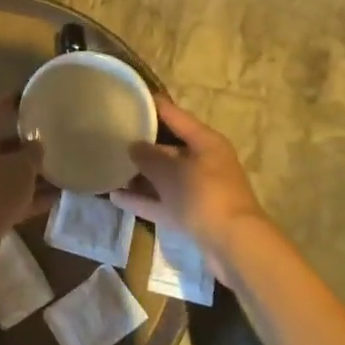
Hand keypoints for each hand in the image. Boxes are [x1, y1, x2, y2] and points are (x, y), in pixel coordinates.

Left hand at [0, 94, 49, 241]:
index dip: (16, 99)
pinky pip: (12, 195)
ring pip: (11, 171)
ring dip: (33, 173)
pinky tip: (56, 198)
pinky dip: (30, 196)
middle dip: (30, 142)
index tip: (33, 94)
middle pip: (6, 142)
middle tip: (55, 138)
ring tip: (62, 170)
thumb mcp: (22, 166)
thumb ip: (33, 153)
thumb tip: (37, 146)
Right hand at [112, 96, 267, 259]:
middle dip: (143, 144)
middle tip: (113, 135)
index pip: (175, 115)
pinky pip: (164, 202)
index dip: (152, 106)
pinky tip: (116, 197)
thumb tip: (133, 145)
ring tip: (110, 166)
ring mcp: (199, 190)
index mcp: (205, 142)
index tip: (129, 98)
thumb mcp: (170, 172)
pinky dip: (144, 199)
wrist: (234, 246)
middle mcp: (204, 162)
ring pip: (165, 177)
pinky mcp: (193, 215)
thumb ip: (148, 156)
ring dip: (140, 175)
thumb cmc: (203, 195)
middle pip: (169, 147)